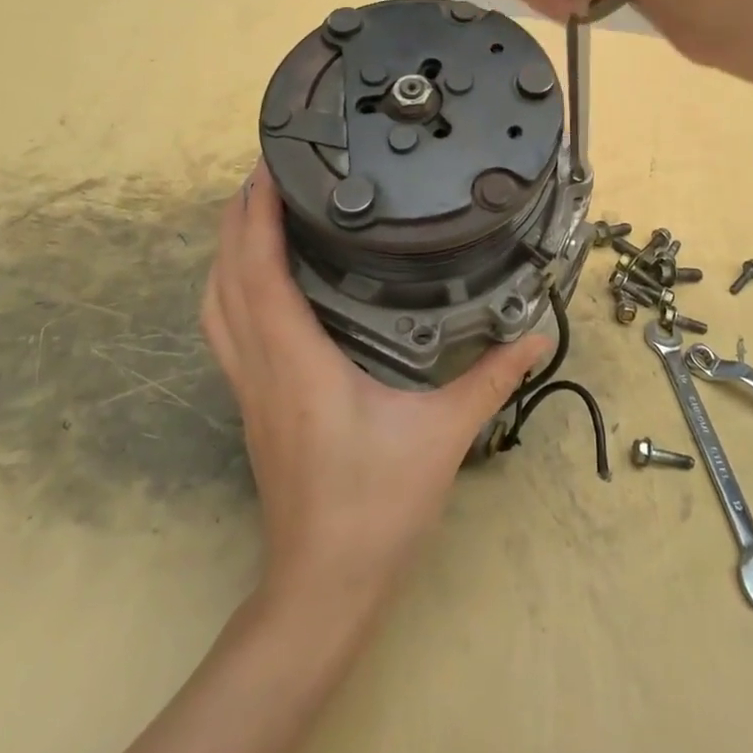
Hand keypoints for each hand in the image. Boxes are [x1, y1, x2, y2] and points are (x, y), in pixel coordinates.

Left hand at [201, 165, 551, 609]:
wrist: (324, 586)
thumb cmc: (378, 505)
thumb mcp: (444, 434)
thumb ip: (492, 377)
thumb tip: (537, 336)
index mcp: (298, 361)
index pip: (260, 271)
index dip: (257, 213)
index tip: (270, 166)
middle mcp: (261, 366)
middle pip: (225, 278)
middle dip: (237, 217)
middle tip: (267, 171)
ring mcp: (249, 389)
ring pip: (216, 306)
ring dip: (226, 252)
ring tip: (255, 212)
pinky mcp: (252, 405)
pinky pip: (225, 330)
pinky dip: (231, 289)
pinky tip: (259, 282)